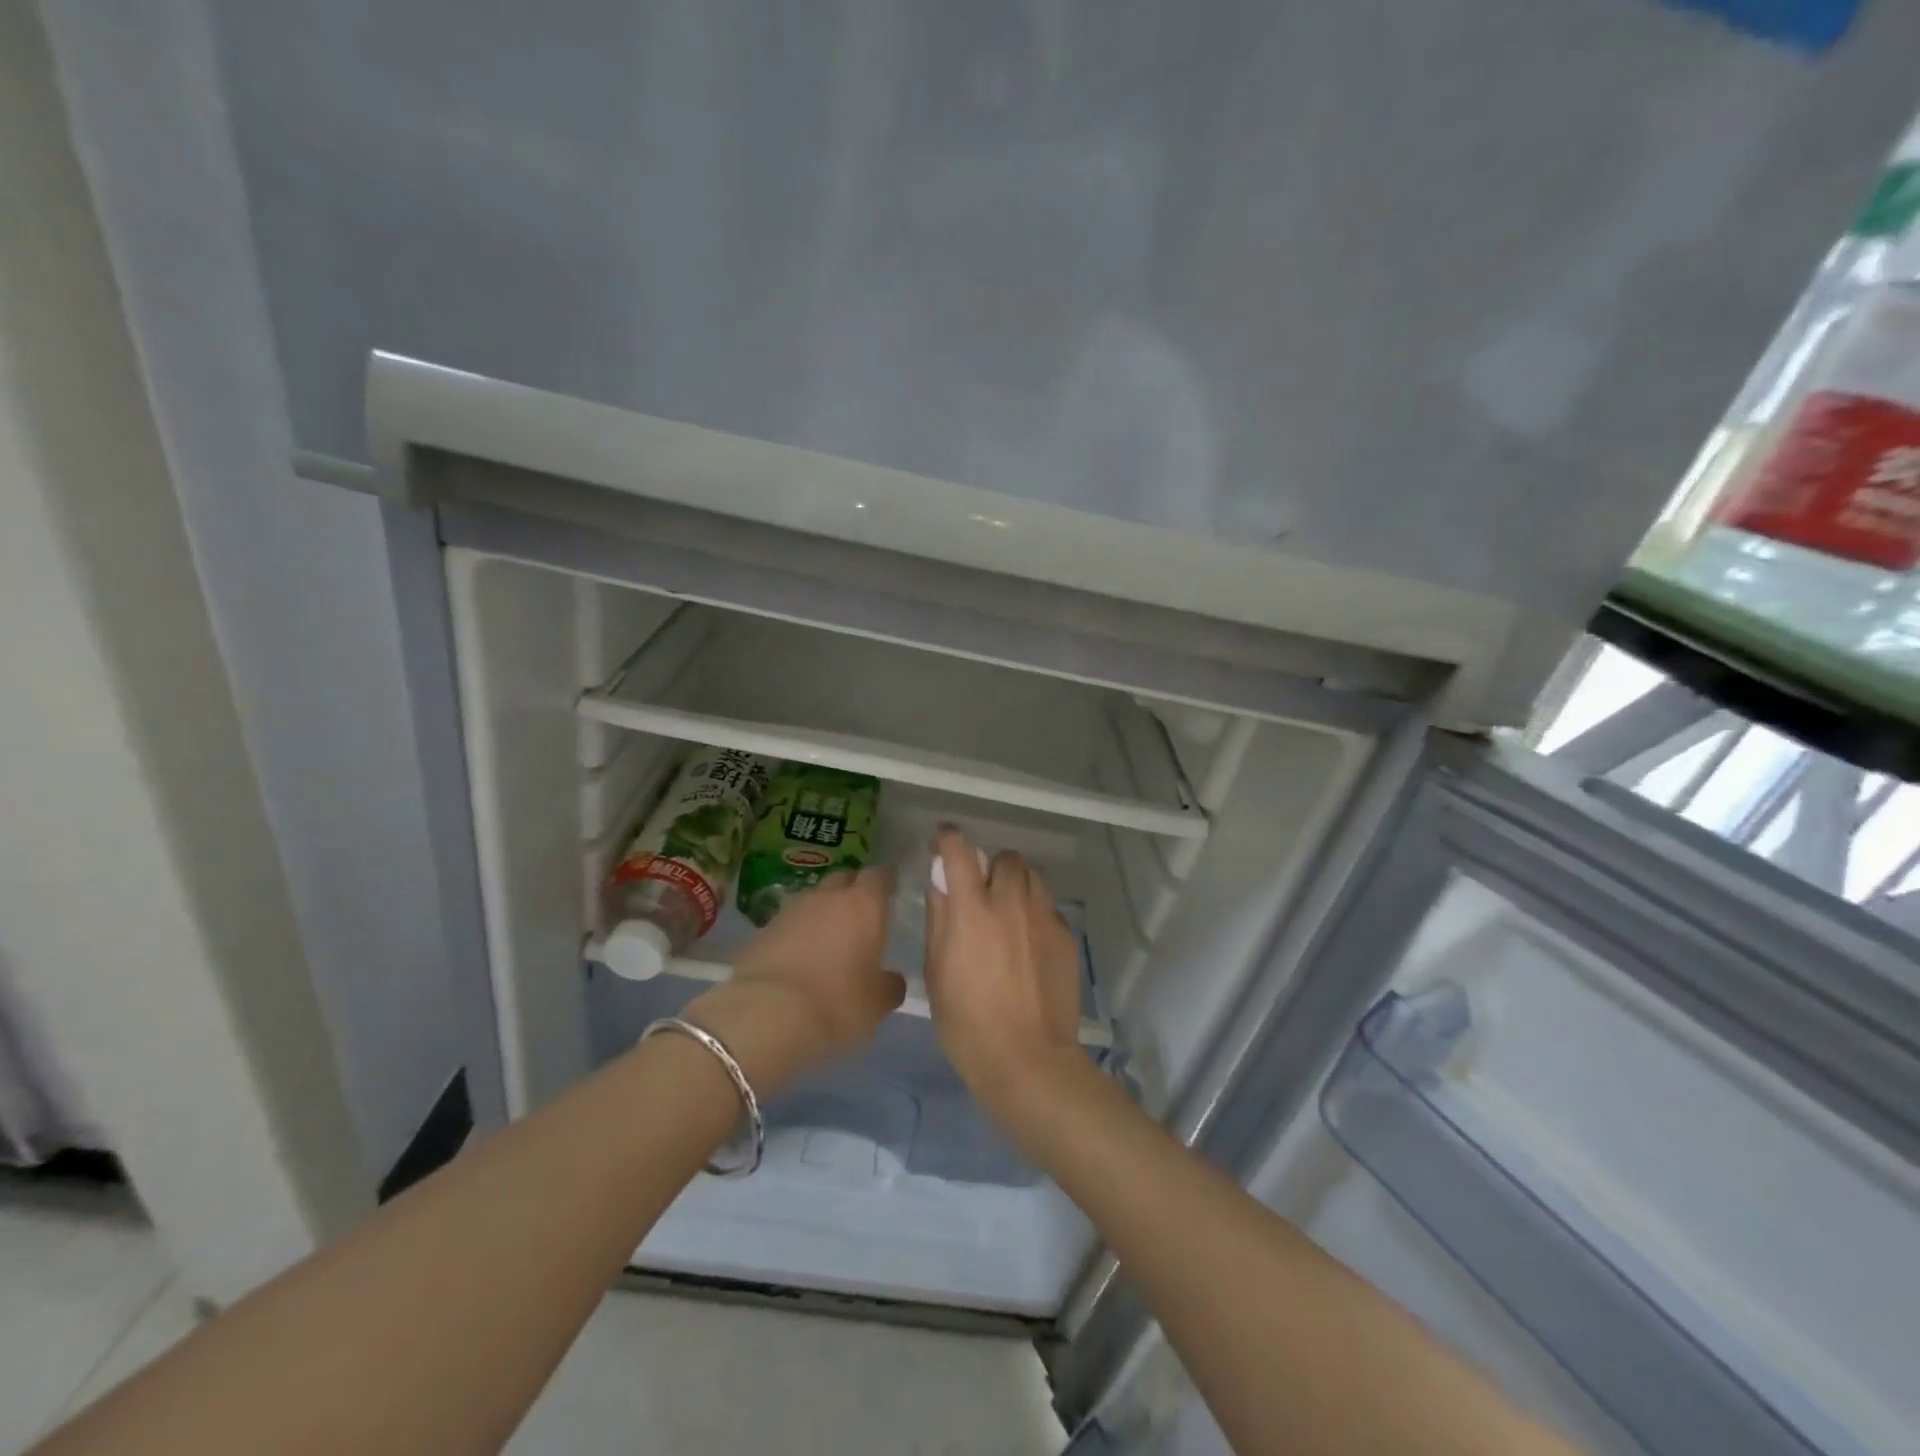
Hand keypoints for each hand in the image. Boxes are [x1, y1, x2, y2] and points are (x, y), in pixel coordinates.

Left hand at [687, 868, 905, 1090]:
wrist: (765, 1014)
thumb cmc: (836, 1002)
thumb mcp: (876, 1003)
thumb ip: (889, 986)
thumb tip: (892, 980)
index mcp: (863, 904)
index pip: (879, 875)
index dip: (886, 880)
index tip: (891, 889)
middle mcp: (828, 897)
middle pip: (843, 878)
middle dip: (852, 889)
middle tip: (860, 913)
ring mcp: (791, 910)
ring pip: (813, 899)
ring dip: (822, 911)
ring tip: (828, 937)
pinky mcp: (762, 930)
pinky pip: (788, 923)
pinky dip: (797, 933)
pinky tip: (799, 956)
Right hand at [923, 829, 1084, 1117]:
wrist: (1027, 1059)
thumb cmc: (967, 1022)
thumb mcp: (937, 971)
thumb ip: (939, 918)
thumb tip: (941, 882)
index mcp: (972, 909)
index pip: (960, 851)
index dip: (949, 839)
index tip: (944, 841)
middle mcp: (1011, 902)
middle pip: (1006, 857)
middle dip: (992, 867)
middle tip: (983, 893)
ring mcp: (1044, 918)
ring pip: (1034, 876)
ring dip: (1018, 883)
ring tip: (1010, 912)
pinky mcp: (1066, 936)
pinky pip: (1049, 907)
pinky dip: (1036, 913)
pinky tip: (1029, 944)